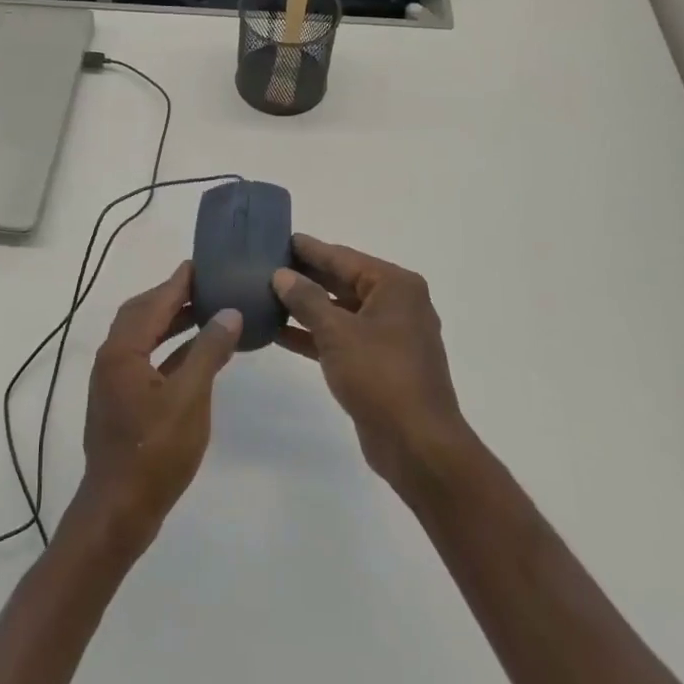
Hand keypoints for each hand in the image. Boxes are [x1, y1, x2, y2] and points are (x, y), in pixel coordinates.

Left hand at [75, 261, 241, 554]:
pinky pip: (148, 359)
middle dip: (172, 296)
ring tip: (207, 311)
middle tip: (207, 284)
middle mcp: (113, 357)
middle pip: (143, 313)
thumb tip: (228, 313)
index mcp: (123, 350)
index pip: (153, 302)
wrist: (119, 510)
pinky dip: (171, 349)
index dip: (178, 282)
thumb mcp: (190, 398)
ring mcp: (115, 380)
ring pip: (145, 337)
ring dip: (172, 322)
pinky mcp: (123, 400)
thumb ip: (208, 351)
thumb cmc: (155, 452)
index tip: (201, 264)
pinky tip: (198, 352)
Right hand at [273, 236, 471, 492]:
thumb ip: (306, 300)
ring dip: (306, 307)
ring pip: (340, 311)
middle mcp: (396, 304)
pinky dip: (314, 335)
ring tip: (265, 295)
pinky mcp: (378, 364)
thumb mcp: (337, 332)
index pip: (343, 257)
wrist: (418, 445)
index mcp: (395, 286)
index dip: (309, 249)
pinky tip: (279, 332)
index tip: (278, 238)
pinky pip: (341, 338)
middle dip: (305, 276)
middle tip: (265, 265)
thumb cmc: (380, 376)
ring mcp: (389, 336)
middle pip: (342, 281)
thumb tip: (281, 275)